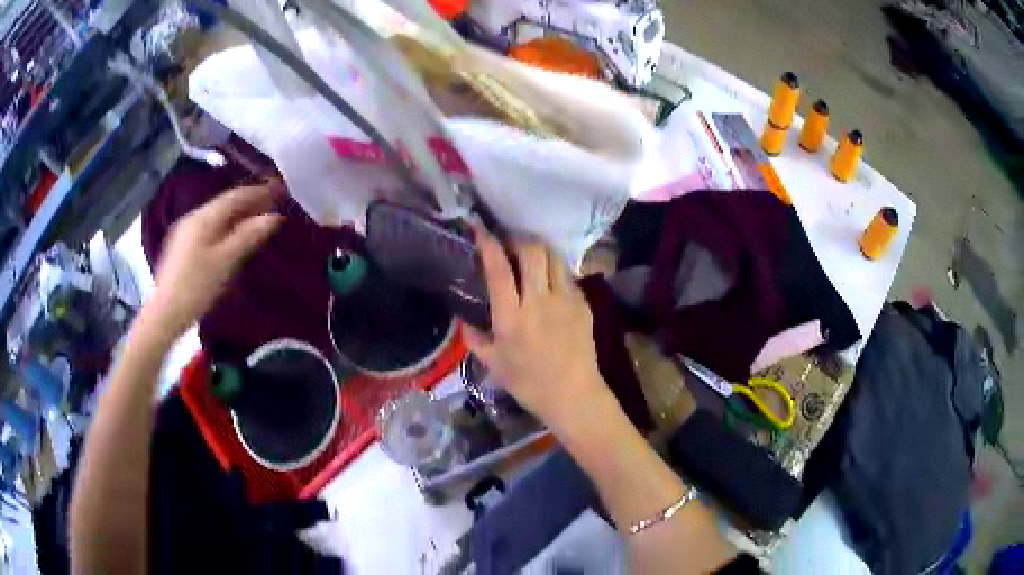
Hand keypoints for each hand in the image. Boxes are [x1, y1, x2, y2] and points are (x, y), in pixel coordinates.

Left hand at [143, 184, 283, 341]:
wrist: (165, 314)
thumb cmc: (196, 288)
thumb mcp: (225, 262)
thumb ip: (248, 236)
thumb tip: (274, 217)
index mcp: (203, 218)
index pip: (235, 196)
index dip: (258, 192)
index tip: (280, 191)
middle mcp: (193, 218)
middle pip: (225, 204)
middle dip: (249, 203)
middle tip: (274, 205)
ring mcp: (186, 232)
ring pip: (217, 216)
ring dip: (239, 215)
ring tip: (258, 220)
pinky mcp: (183, 247)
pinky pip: (210, 228)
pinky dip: (227, 227)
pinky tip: (234, 237)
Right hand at [465, 229, 607, 428]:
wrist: (574, 395)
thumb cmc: (529, 384)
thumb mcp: (493, 365)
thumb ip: (474, 339)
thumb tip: (463, 320)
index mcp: (512, 318)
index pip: (499, 269)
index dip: (489, 244)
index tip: (480, 229)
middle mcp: (539, 302)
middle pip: (532, 251)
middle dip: (518, 239)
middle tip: (509, 243)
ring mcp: (565, 300)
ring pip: (554, 257)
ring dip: (539, 250)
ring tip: (531, 256)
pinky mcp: (583, 304)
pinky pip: (568, 275)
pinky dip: (555, 270)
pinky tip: (550, 281)